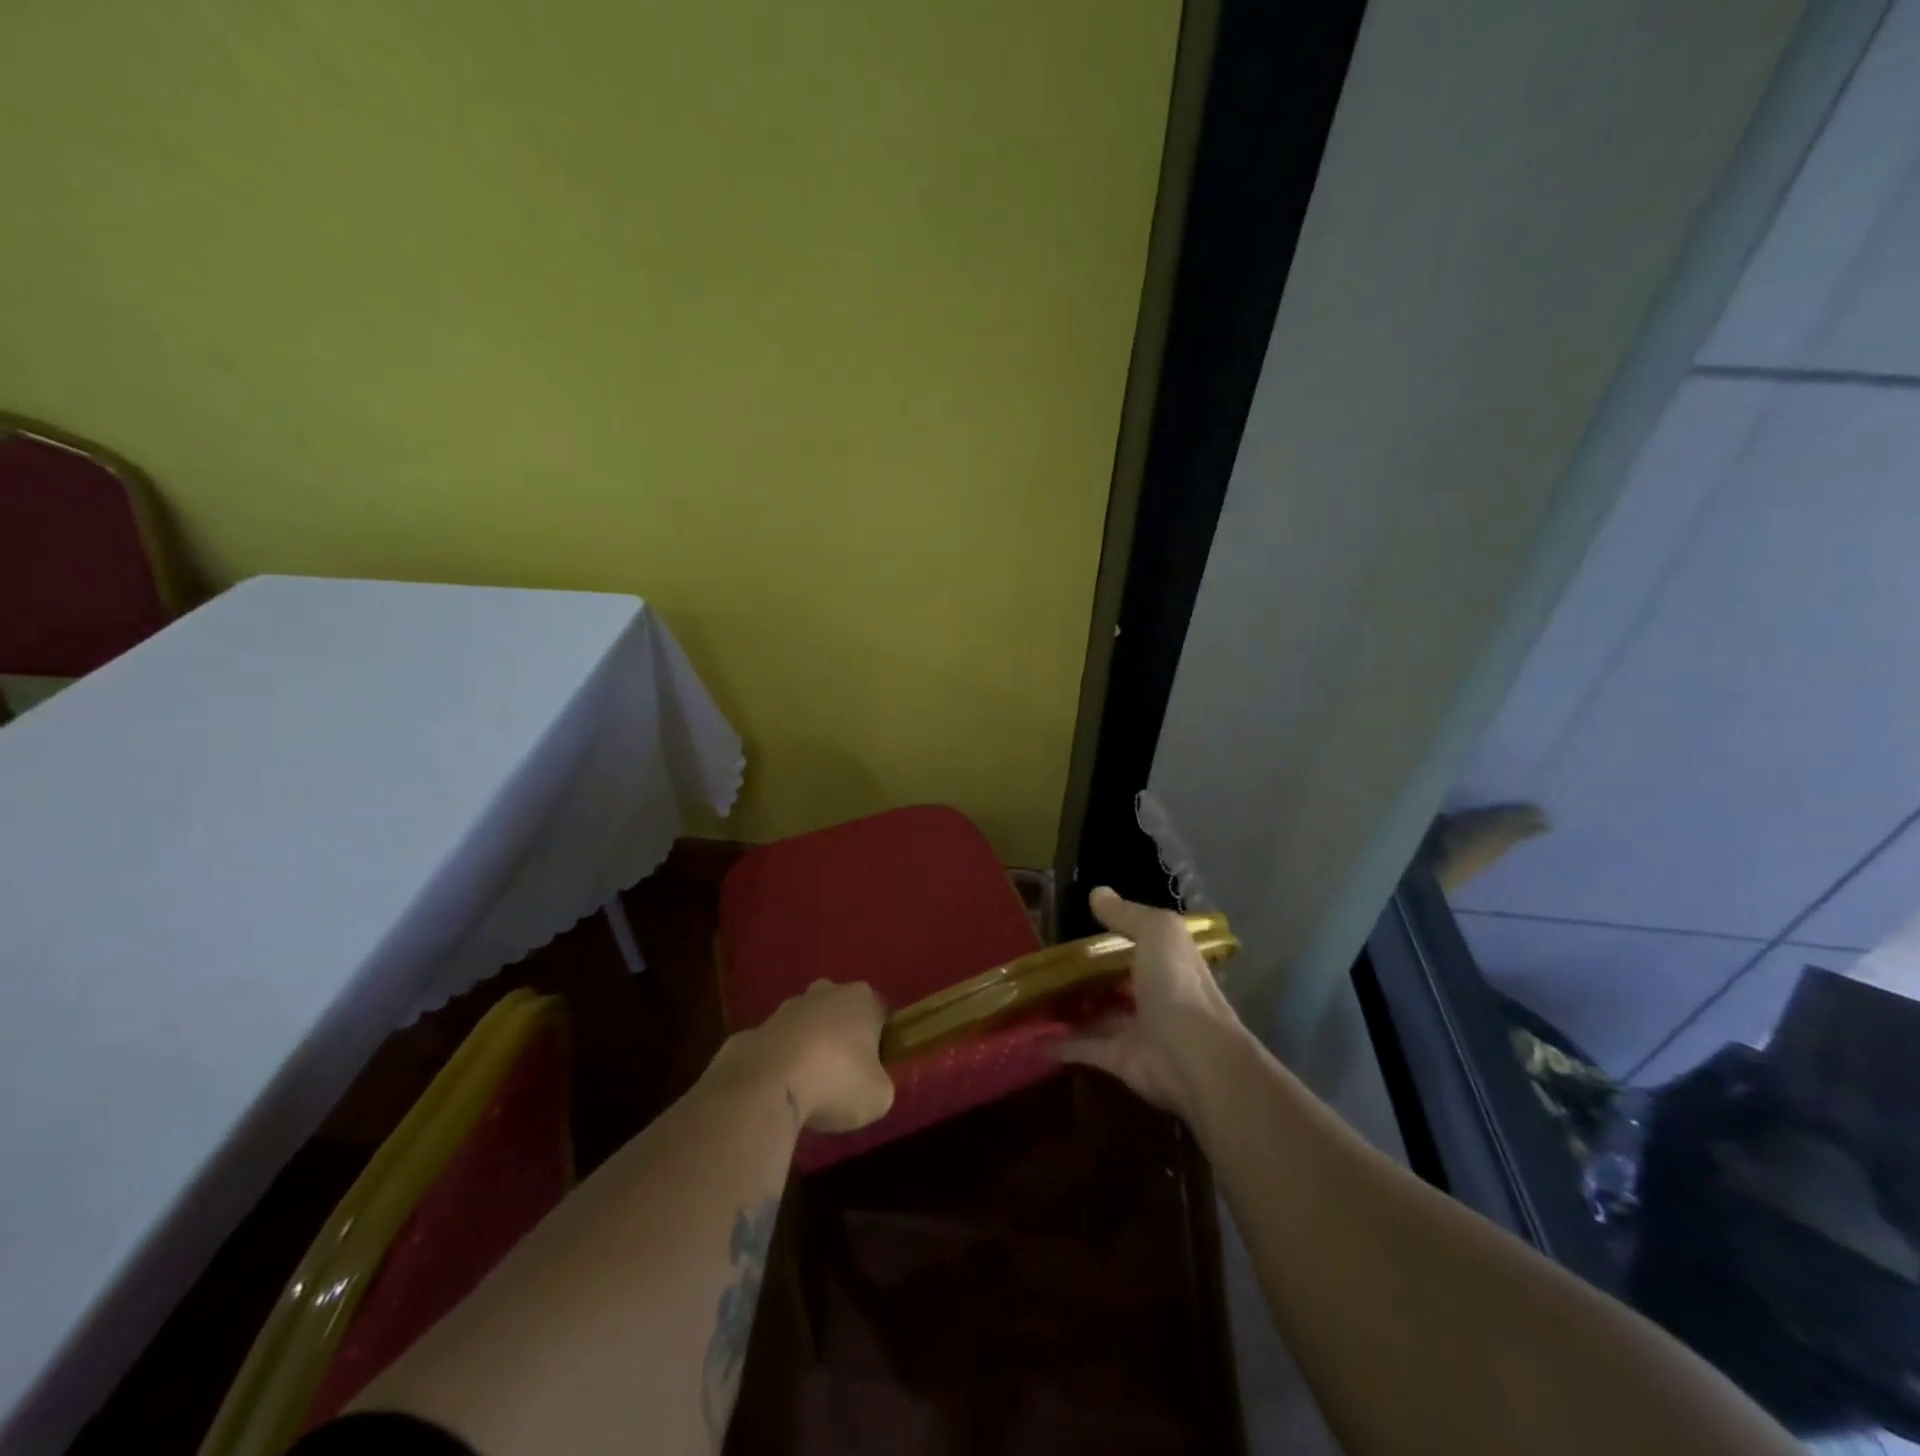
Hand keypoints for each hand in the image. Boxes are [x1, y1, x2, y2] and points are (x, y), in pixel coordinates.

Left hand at [722, 979, 894, 1133]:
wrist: (766, 1085)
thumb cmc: (836, 1081)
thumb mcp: (878, 1096)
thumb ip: (880, 1083)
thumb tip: (871, 1084)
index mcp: (862, 1000)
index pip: (881, 1014)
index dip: (881, 1042)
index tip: (876, 1069)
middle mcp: (825, 992)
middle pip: (840, 1012)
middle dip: (842, 1037)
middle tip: (843, 1075)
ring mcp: (786, 1008)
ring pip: (806, 1025)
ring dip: (809, 1048)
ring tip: (809, 1087)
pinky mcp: (755, 1029)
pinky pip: (777, 1046)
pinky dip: (780, 1063)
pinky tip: (780, 1092)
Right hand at [1051, 887, 1241, 1115]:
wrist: (1193, 1056)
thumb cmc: (1177, 984)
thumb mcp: (1156, 932)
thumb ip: (1127, 914)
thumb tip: (1097, 892)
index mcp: (1168, 963)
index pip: (1141, 945)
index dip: (1114, 937)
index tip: (1079, 928)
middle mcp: (1155, 995)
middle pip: (1117, 982)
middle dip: (1088, 976)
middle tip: (1049, 965)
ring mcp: (1138, 1030)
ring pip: (1099, 1016)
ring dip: (1072, 1009)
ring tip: (1035, 997)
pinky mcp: (1120, 1060)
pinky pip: (1085, 1048)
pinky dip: (1061, 1045)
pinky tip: (1033, 1039)